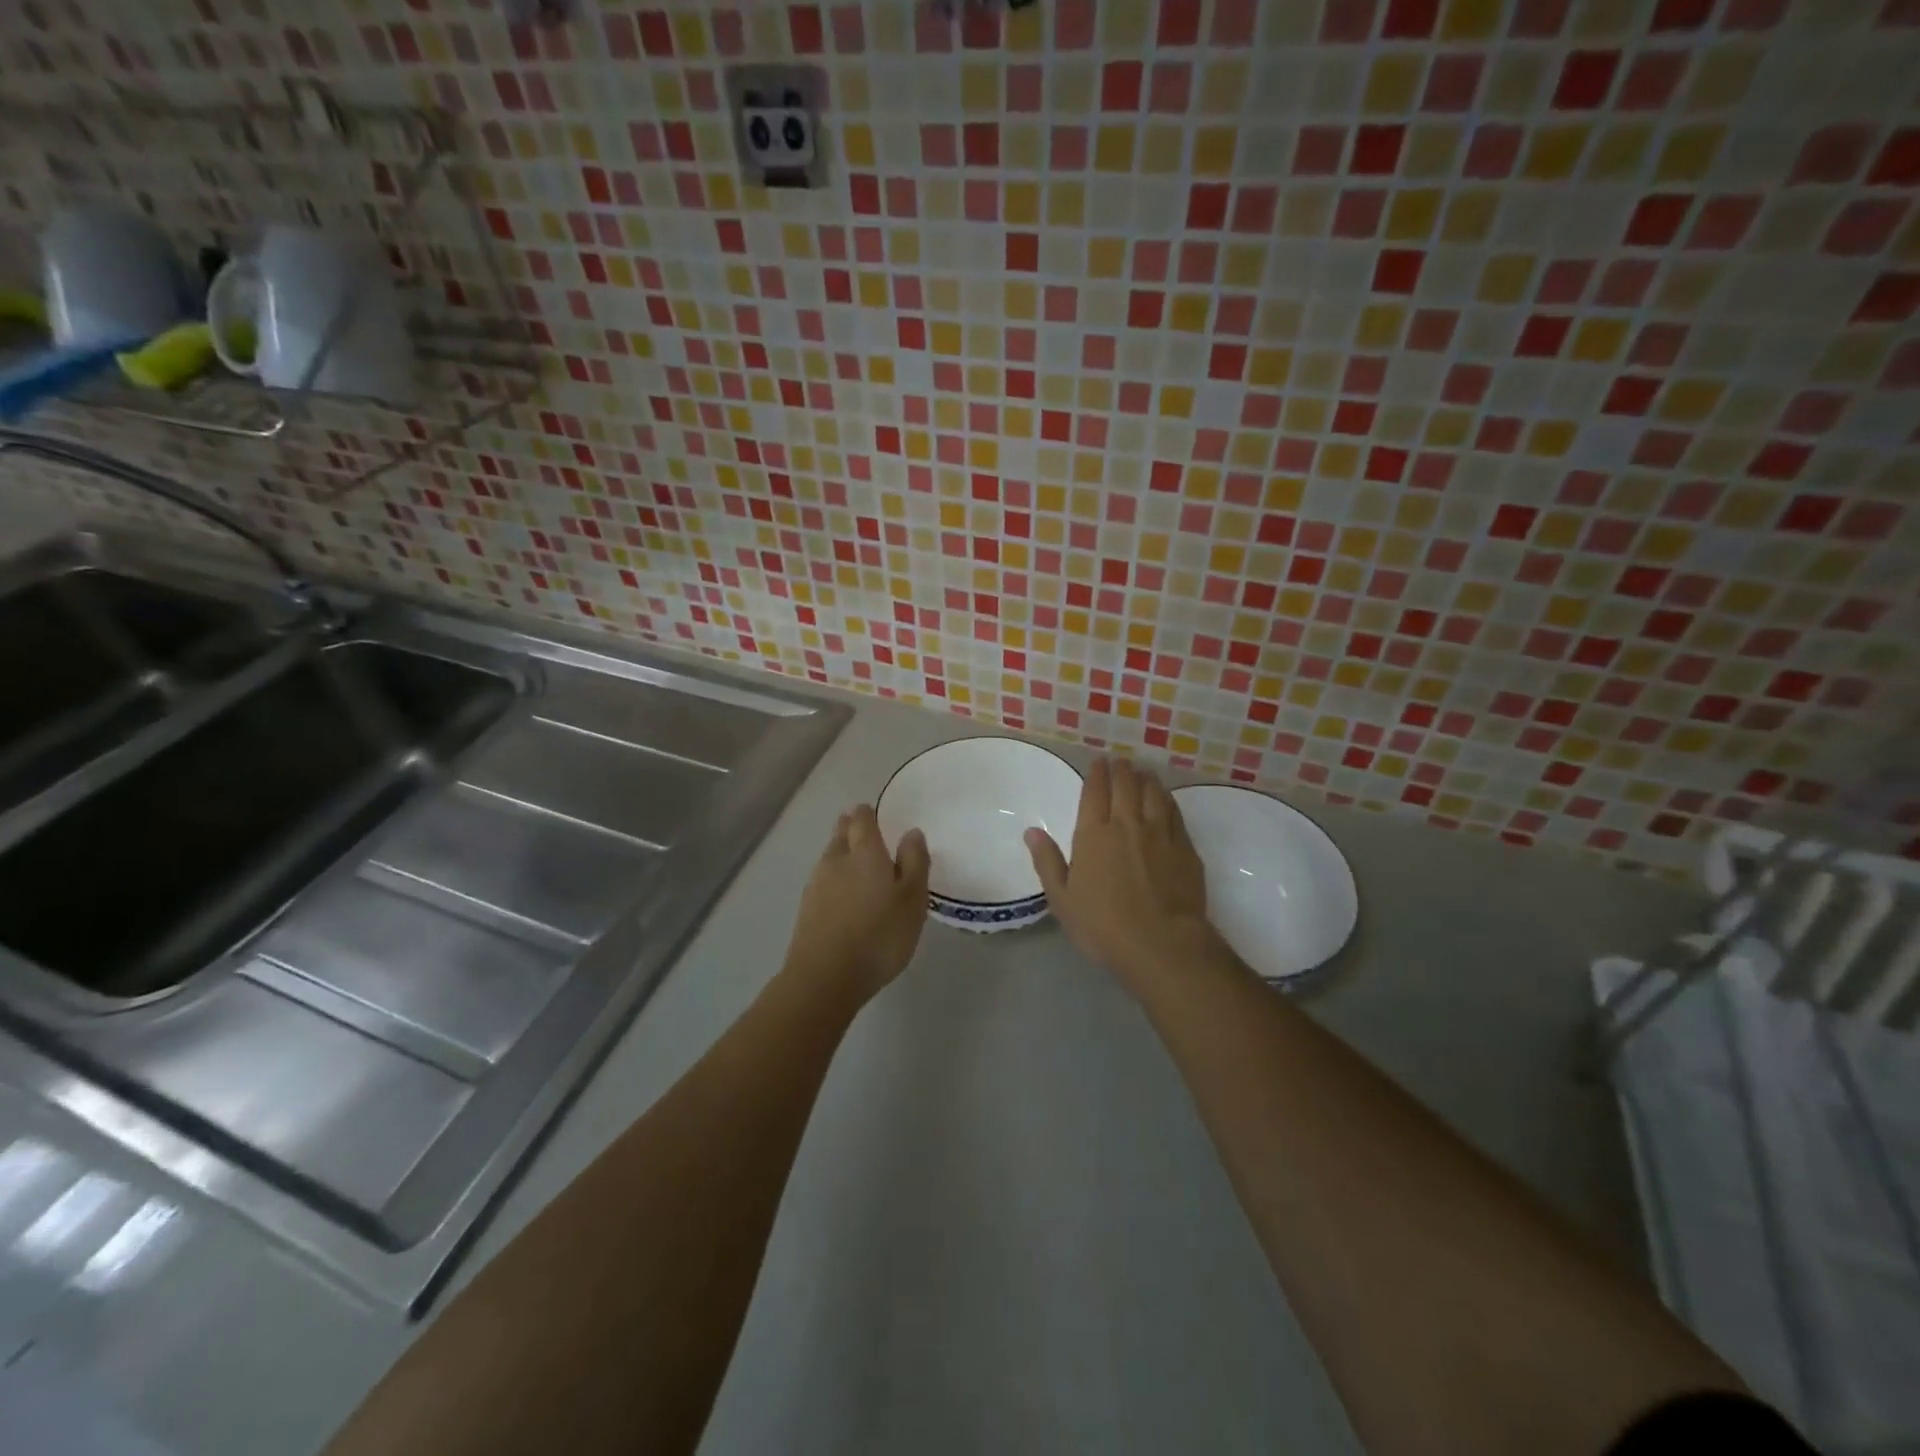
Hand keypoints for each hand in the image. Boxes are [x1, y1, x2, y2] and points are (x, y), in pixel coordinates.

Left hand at [783, 805, 930, 1005]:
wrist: (825, 978)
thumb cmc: (879, 936)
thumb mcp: (913, 900)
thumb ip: (915, 862)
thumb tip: (911, 832)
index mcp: (865, 853)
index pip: (862, 819)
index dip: (867, 813)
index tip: (874, 813)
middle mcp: (836, 860)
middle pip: (841, 834)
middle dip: (850, 828)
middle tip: (864, 831)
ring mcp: (816, 884)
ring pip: (829, 856)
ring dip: (841, 852)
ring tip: (856, 861)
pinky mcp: (806, 909)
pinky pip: (822, 881)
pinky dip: (833, 879)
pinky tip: (842, 894)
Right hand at [1025, 757, 1228, 994]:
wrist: (1162, 944)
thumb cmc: (1103, 925)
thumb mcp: (1062, 899)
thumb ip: (1047, 861)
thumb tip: (1032, 831)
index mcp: (1093, 835)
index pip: (1094, 793)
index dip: (1096, 774)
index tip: (1099, 762)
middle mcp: (1127, 824)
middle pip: (1125, 786)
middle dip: (1121, 770)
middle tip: (1120, 761)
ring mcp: (1160, 834)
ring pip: (1153, 794)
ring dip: (1146, 779)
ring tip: (1143, 772)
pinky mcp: (1185, 848)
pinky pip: (1175, 813)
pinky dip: (1168, 799)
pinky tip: (1166, 798)